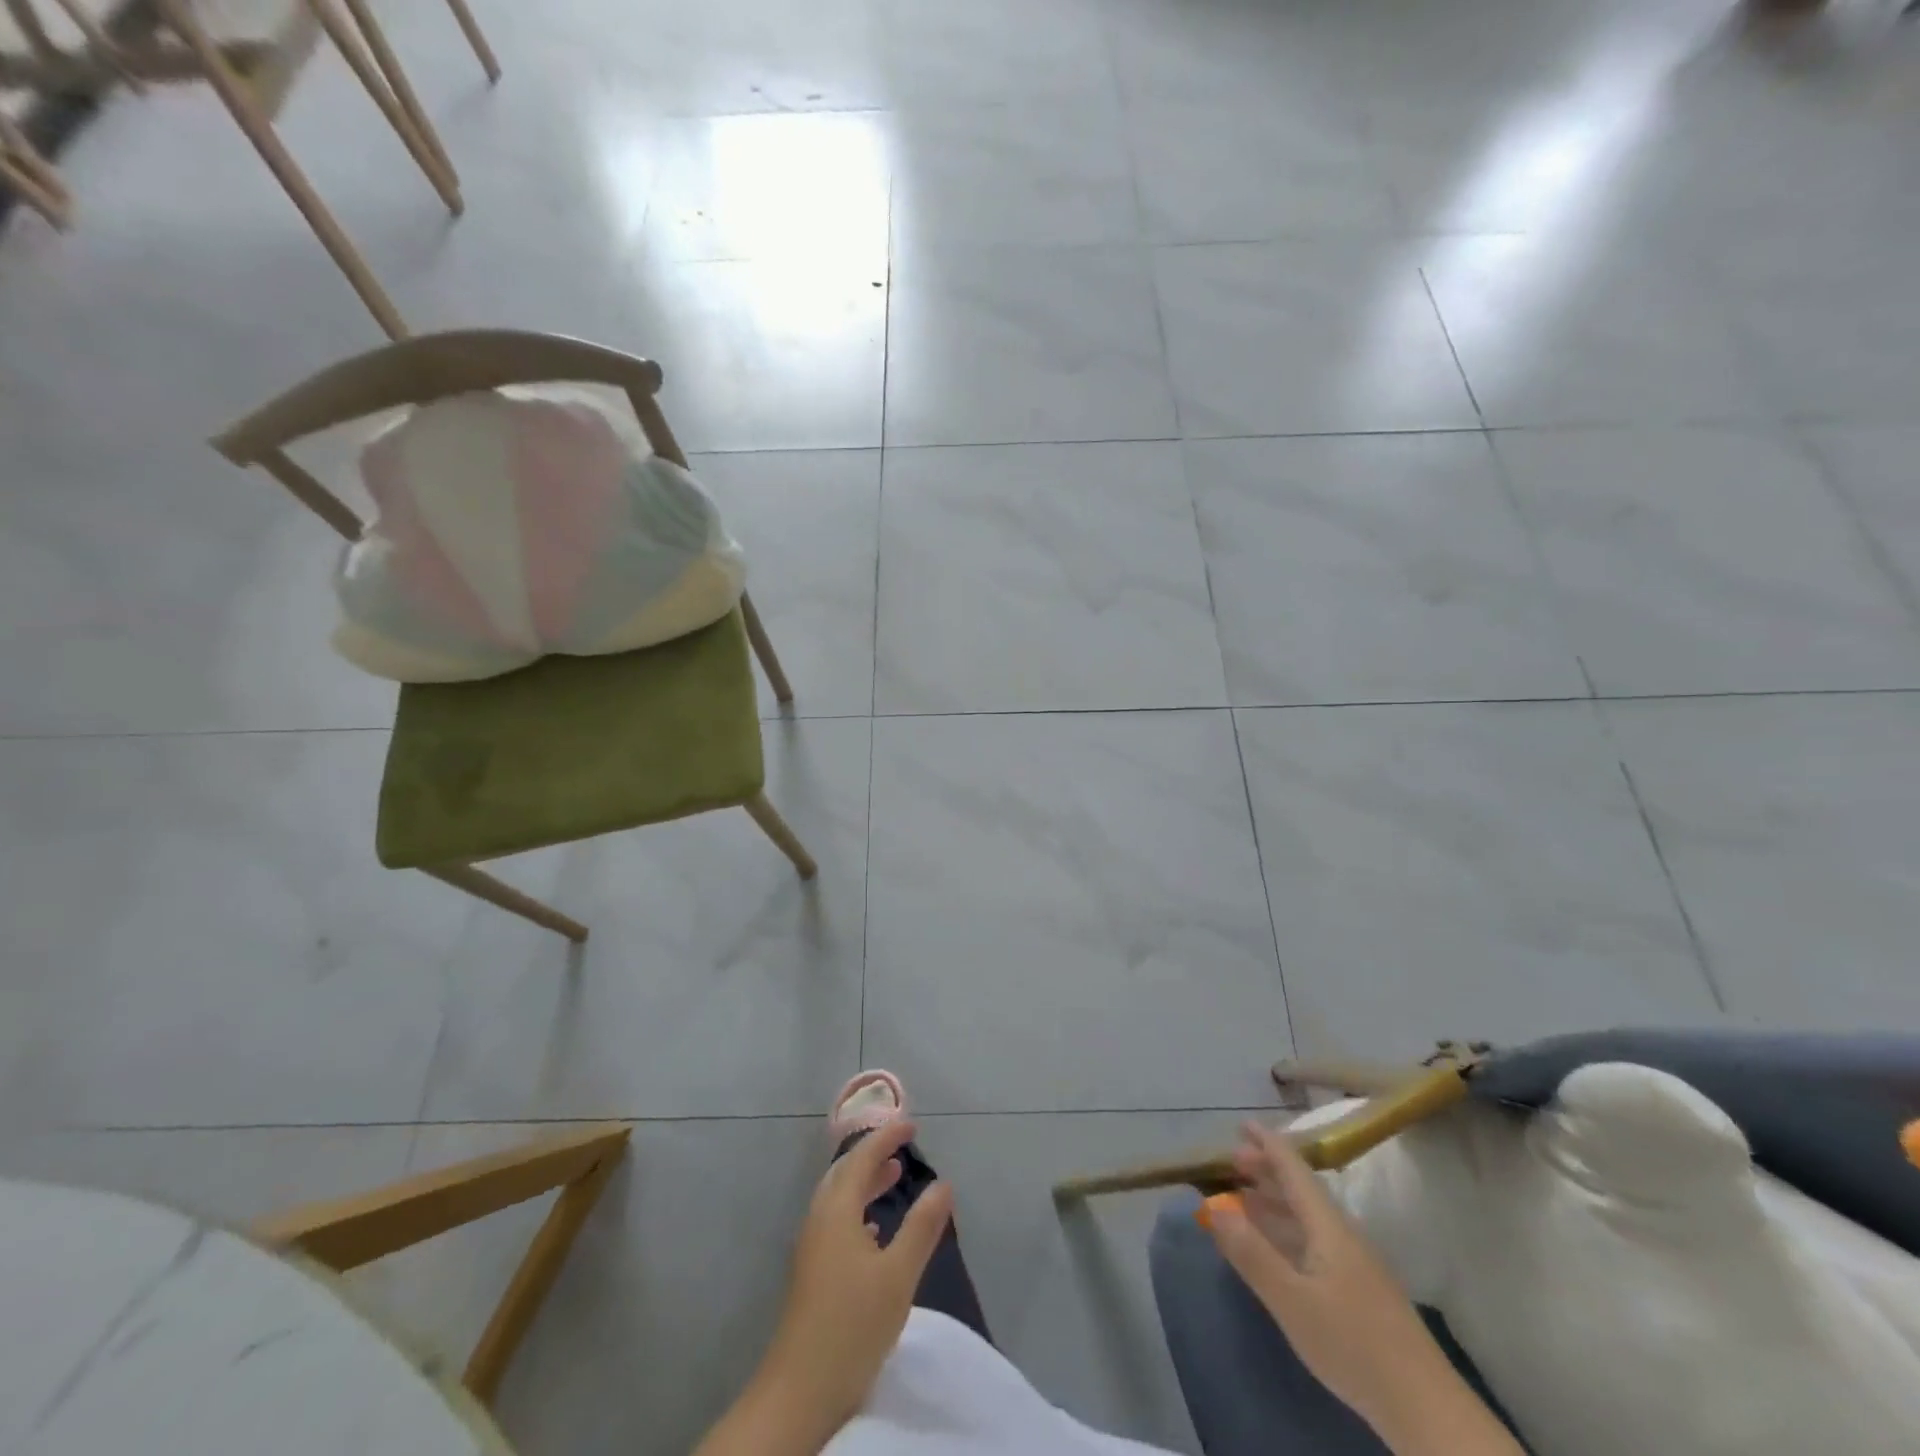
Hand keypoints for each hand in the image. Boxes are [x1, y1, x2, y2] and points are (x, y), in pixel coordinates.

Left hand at [761, 1119, 954, 1439]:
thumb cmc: (852, 1324)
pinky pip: (836, 1221)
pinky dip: (858, 1210)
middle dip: (873, 1155)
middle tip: (902, 1146)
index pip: (862, 1158)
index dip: (887, 1137)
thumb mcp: (898, 1274)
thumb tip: (943, 1184)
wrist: (799, 1391)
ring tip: (893, 1178)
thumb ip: (922, 1226)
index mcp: (837, 1210)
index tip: (912, 1125)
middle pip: (845, 1173)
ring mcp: (812, 1247)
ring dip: (865, 1182)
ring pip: (840, 1198)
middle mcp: (820, 1219)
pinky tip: (874, 1231)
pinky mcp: (811, 1272)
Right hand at [1202, 1121, 1514, 1453]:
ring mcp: (1355, 1264)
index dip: (1268, 1144)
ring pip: (1308, 1217)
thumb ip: (1251, 1253)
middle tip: (1232, 1162)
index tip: (1242, 1123)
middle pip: (1301, 1190)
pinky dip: (1287, 1232)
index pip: (1294, 1169)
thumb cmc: (1353, 1345)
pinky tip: (1276, 1250)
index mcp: (1328, 1226)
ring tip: (1244, 1198)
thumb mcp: (1292, 1301)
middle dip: (1267, 1171)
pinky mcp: (1360, 1292)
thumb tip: (1214, 1207)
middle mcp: (1343, 1235)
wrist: (1426, 1410)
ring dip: (1276, 1202)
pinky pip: (1314, 1241)